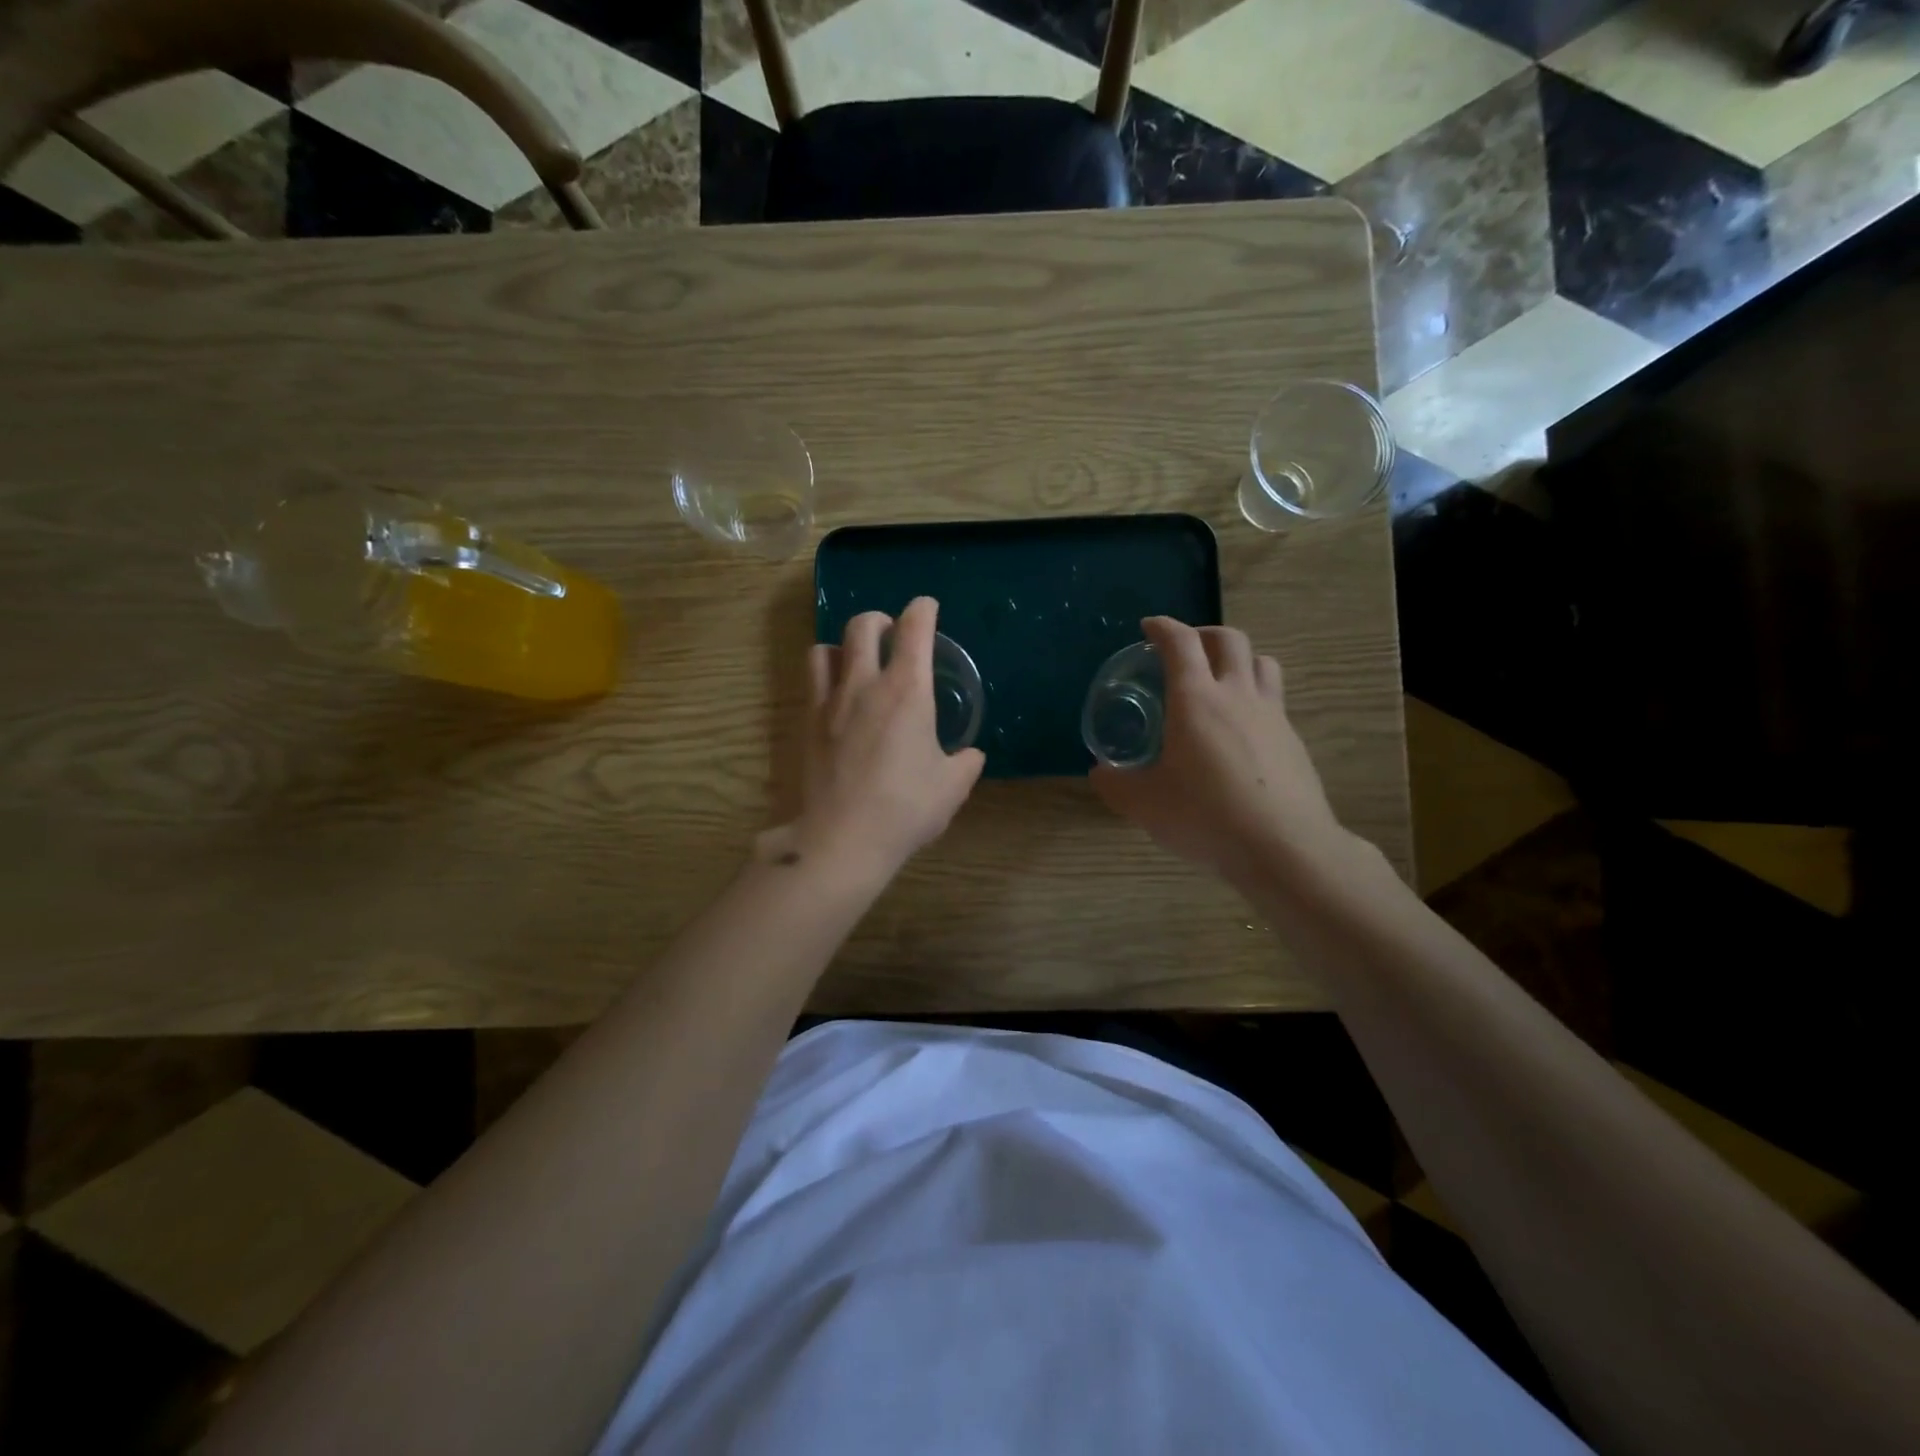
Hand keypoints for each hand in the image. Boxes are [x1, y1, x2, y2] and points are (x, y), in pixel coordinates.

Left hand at [764, 596, 985, 886]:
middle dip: (881, 620)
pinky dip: (825, 674)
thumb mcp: (952, 787)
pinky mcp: (807, 723)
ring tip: (857, 662)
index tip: (927, 607)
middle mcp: (865, 684)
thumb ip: (965, 763)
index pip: (914, 628)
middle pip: (864, 625)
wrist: (843, 839)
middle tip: (892, 635)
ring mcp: (829, 702)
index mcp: (907, 690)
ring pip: (826, 648)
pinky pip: (811, 681)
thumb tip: (969, 755)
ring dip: (845, 646)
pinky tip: (837, 697)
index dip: (923, 609)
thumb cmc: (905, 809)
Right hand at [1090, 618, 1344, 882]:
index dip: (1163, 627)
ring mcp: (1272, 716)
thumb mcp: (1144, 804)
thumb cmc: (1205, 816)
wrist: (1283, 848)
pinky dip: (1256, 698)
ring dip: (1240, 659)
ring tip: (1222, 679)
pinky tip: (1243, 731)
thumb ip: (1116, 784)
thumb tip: (1099, 773)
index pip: (1180, 643)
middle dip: (1205, 634)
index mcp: (1195, 700)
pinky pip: (1276, 701)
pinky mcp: (1294, 741)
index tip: (1149, 627)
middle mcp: (1237, 696)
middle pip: (1230, 640)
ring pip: (1262, 663)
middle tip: (1186, 648)